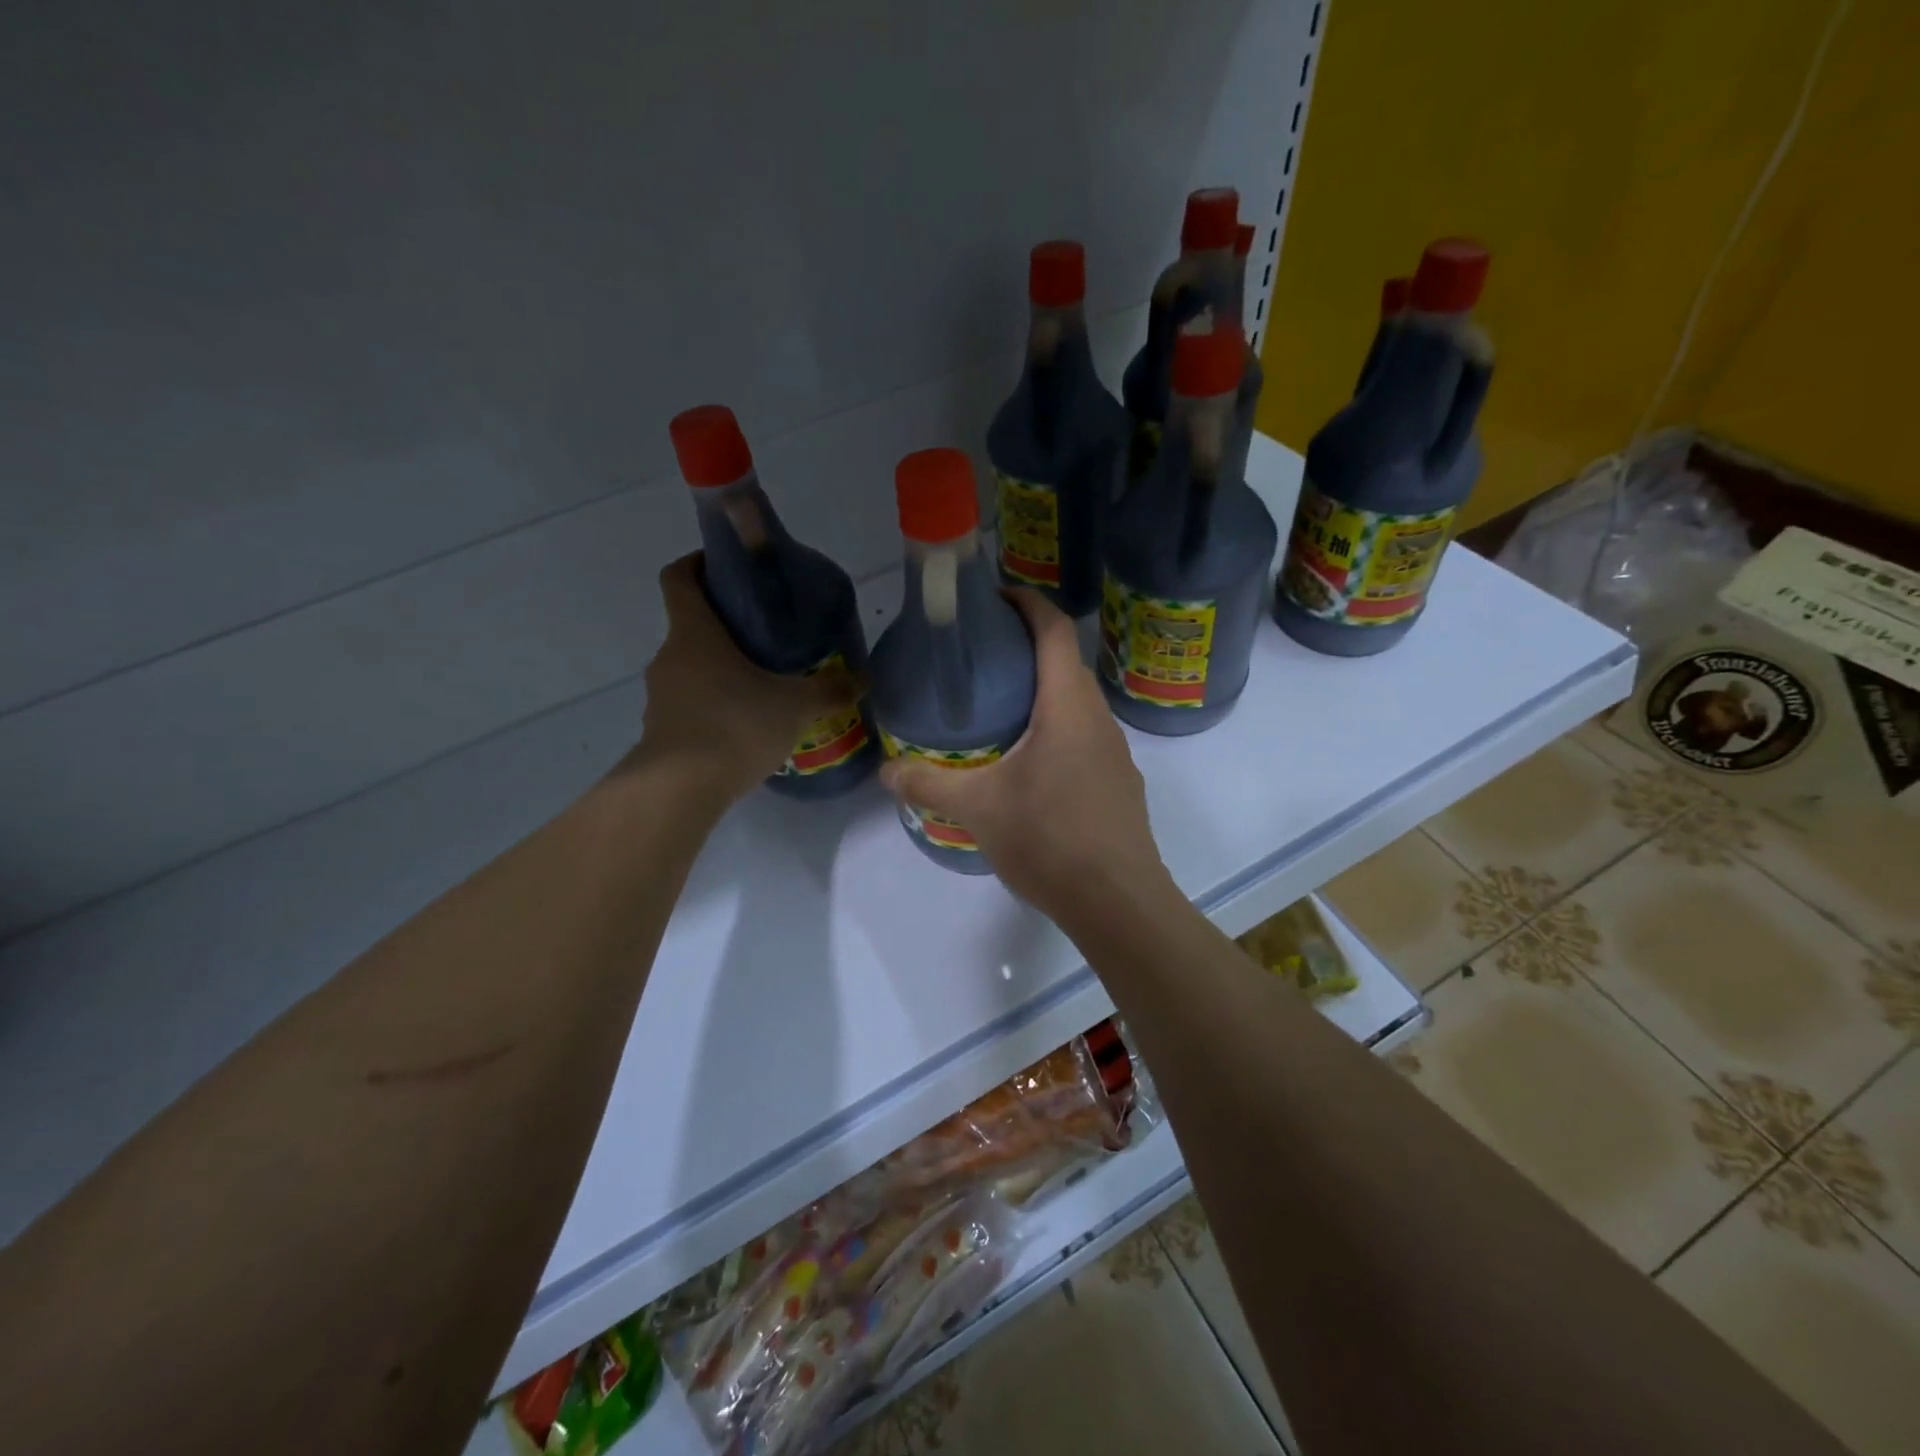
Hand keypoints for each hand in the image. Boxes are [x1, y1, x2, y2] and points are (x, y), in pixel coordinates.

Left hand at [626, 554, 862, 801]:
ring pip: (692, 667)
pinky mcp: (661, 729)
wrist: (679, 791)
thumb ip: (830, 689)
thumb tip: (864, 679)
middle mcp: (670, 656)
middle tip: (769, 637)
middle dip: (727, 625)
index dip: (699, 562)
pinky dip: (714, 704)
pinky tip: (745, 725)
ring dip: (721, 669)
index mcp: (694, 633)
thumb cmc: (735, 726)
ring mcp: (661, 694)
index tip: (728, 566)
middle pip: (692, 625)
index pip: (679, 577)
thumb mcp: (795, 705)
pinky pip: (690, 702)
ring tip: (763, 685)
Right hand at [878, 589, 1174, 926]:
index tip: (995, 597)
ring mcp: (1116, 753)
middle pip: (1066, 664)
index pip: (1054, 631)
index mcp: (1067, 707)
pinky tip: (1031, 764)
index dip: (1027, 603)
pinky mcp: (1120, 783)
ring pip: (1078, 704)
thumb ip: (928, 785)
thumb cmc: (1049, 839)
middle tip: (982, 658)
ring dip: (1045, 693)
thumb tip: (886, 772)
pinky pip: (1086, 737)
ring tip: (1000, 709)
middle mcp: (1098, 719)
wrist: (1118, 902)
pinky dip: (1058, 729)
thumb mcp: (978, 809)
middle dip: (1028, 649)